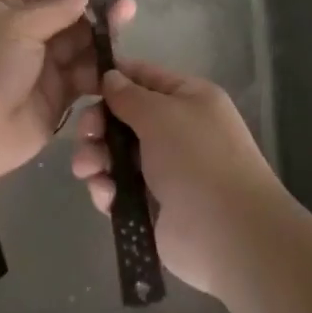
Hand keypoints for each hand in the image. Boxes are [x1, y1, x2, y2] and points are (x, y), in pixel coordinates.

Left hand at [0, 0, 135, 188]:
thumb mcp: (17, 26)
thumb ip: (55, 8)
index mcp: (8, 9)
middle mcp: (27, 34)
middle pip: (68, 15)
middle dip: (95, 8)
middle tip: (127, 1)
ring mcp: (44, 66)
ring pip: (80, 45)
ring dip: (102, 35)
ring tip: (129, 21)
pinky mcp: (59, 96)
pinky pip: (84, 76)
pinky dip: (101, 69)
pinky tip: (122, 59)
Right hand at [71, 58, 284, 296]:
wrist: (229, 235)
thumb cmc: (197, 159)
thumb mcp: (161, 114)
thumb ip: (129, 95)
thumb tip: (110, 77)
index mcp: (188, 99)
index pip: (144, 77)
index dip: (113, 78)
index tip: (82, 85)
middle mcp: (177, 130)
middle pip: (123, 117)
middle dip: (98, 125)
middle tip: (86, 136)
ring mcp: (164, 169)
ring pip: (116, 154)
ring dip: (96, 158)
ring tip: (87, 171)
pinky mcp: (152, 205)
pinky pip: (118, 188)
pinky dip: (107, 189)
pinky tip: (106, 196)